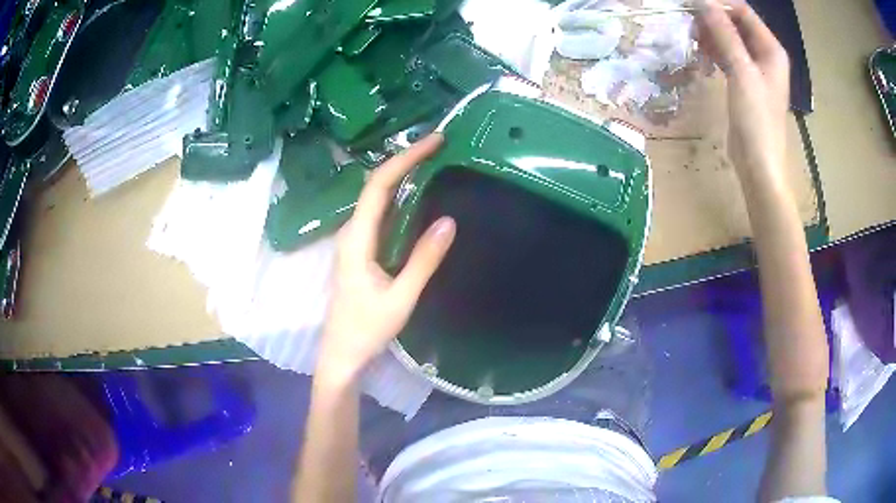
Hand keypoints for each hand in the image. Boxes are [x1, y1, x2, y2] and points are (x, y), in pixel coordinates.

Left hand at [318, 134, 455, 379]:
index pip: (379, 186)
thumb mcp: (401, 298)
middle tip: (439, 146)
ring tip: (432, 161)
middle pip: (375, 184)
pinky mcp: (360, 249)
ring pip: (376, 197)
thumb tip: (449, 221)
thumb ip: (423, 260)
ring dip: (402, 175)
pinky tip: (417, 194)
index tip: (434, 142)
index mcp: (357, 239)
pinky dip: (399, 196)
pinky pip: (379, 213)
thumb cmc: (366, 330)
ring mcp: (353, 240)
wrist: (341, 353)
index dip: (405, 159)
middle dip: (405, 160)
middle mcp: (351, 232)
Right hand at [698, 0, 789, 172]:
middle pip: (736, 23)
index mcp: (771, 49)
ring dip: (711, 36)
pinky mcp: (746, 81)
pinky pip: (728, 55)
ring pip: (730, 38)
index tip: (694, 7)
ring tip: (693, 42)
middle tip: (691, 27)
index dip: (719, 5)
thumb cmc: (756, 119)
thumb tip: (704, 2)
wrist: (759, 163)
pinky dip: (714, 51)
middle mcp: (765, 54)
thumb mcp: (741, 72)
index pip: (744, 11)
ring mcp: (756, 68)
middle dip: (713, 20)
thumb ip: (724, 34)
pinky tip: (702, 56)